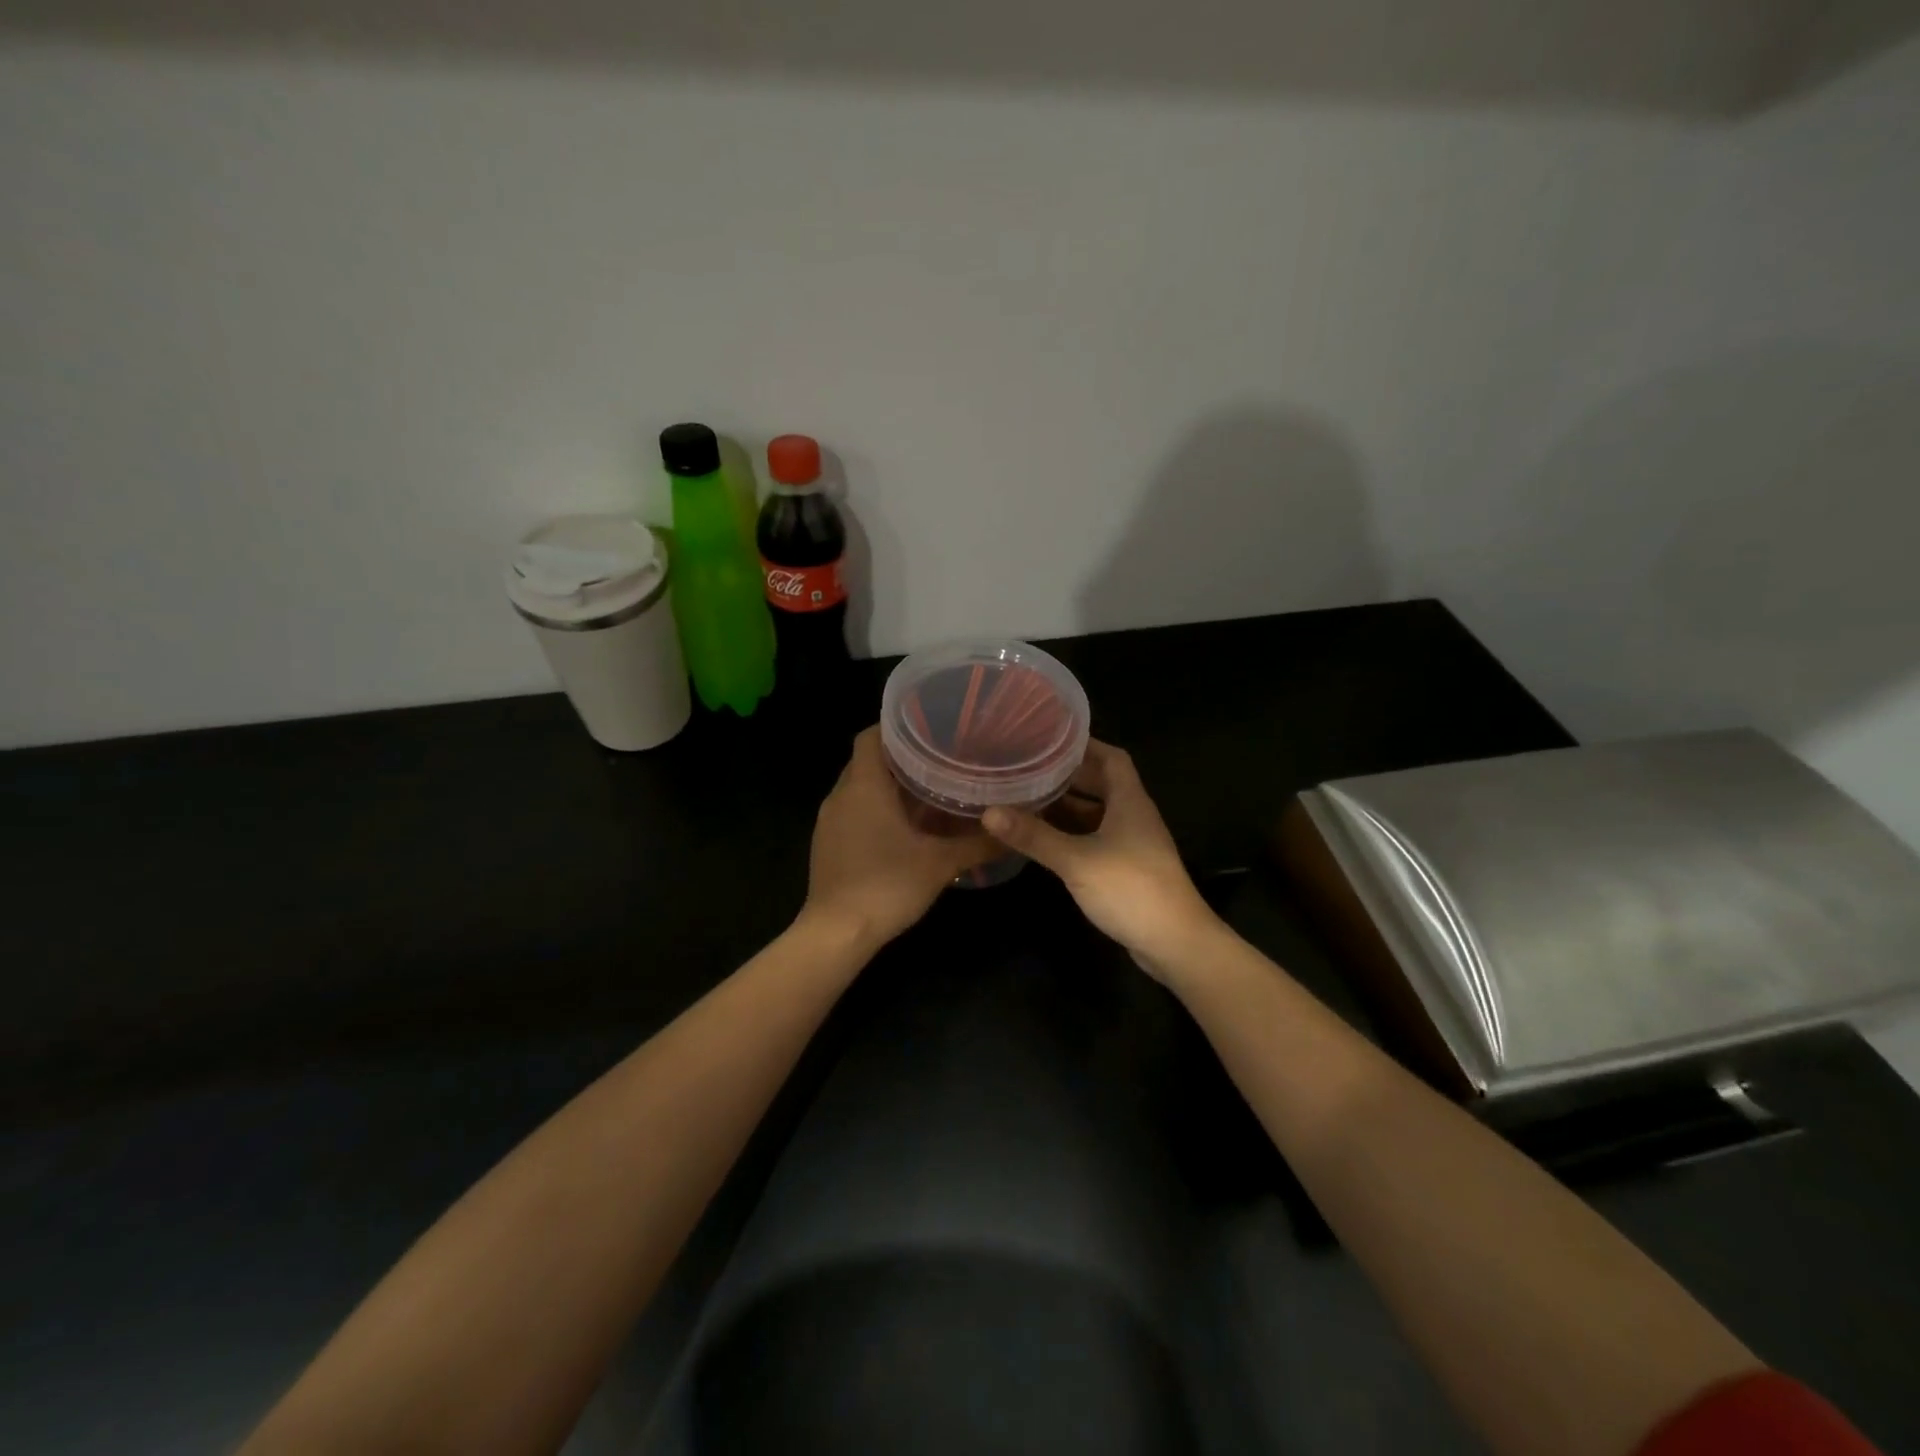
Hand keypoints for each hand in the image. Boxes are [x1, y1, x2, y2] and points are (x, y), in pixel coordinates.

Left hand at [802, 727, 997, 949]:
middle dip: (899, 758)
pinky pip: (852, 812)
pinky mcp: (827, 843)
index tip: (928, 727)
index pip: (871, 735)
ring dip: (887, 787)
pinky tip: (903, 827)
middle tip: (938, 759)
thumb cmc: (887, 886)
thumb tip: (1013, 830)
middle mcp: (841, 795)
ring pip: (858, 788)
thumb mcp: (940, 864)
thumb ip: (978, 844)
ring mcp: (829, 821)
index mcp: (864, 785)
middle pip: (866, 760)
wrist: (836, 934)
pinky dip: (874, 810)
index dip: (896, 726)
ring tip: (926, 791)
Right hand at [983, 741, 1219, 974]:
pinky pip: (1096, 839)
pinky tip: (1046, 839)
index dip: (1084, 745)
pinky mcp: (1127, 869)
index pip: (1112, 758)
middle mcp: (1134, 816)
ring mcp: (1132, 844)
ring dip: (1068, 806)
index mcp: (1130, 801)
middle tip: (1029, 768)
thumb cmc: (1131, 889)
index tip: (1050, 738)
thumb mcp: (1077, 860)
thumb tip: (989, 812)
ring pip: (1097, 814)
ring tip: (1029, 798)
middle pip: (1102, 784)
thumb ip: (1034, 836)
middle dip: (1068, 775)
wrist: (1175, 943)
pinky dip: (1072, 834)